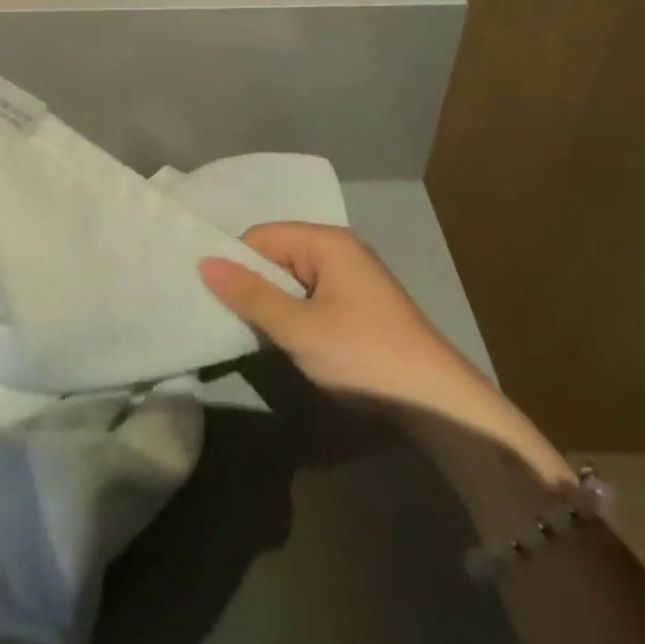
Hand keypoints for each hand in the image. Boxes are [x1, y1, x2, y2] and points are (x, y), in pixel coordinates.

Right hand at [200, 223, 571, 485]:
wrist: (440, 406)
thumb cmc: (365, 357)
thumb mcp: (299, 328)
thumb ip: (251, 295)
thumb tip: (204, 262)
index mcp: (326, 242)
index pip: (261, 236)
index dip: (235, 262)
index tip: (211, 296)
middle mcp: (338, 250)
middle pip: (276, 254)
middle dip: (251, 284)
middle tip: (225, 317)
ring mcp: (350, 279)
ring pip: (291, 280)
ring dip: (271, 304)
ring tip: (248, 332)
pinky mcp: (357, 307)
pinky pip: (309, 297)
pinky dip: (292, 315)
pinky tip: (283, 341)